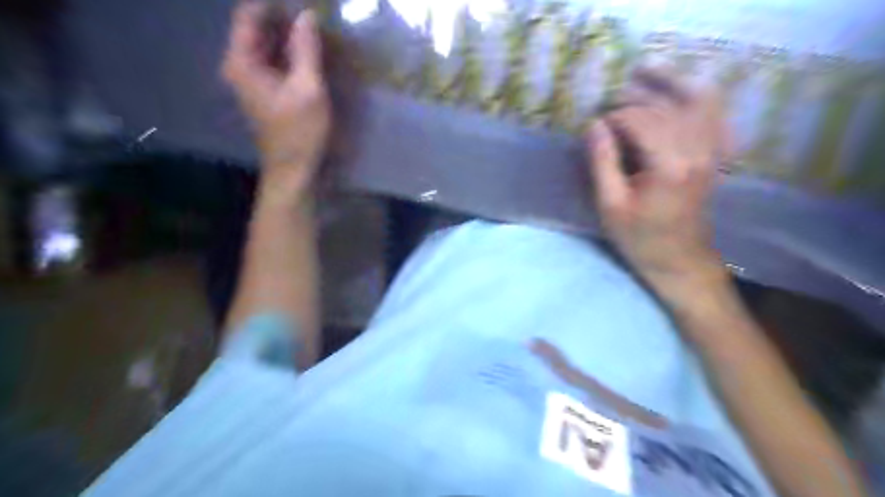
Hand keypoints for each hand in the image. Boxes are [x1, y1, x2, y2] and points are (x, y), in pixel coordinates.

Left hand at [224, 2, 328, 201]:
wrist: (293, 169)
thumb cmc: (300, 132)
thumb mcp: (308, 88)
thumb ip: (306, 50)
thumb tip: (307, 15)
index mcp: (242, 62)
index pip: (248, 15)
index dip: (272, 3)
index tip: (301, 3)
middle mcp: (239, 66)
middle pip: (256, 29)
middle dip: (282, 18)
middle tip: (311, 16)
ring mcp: (250, 80)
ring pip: (266, 45)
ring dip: (287, 36)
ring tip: (313, 30)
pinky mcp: (264, 91)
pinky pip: (273, 62)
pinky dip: (288, 54)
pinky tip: (309, 54)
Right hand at [587, 70, 732, 293]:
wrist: (679, 260)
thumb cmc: (639, 238)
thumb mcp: (610, 205)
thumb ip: (602, 162)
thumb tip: (594, 126)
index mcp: (668, 165)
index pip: (640, 121)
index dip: (613, 118)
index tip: (594, 126)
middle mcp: (697, 150)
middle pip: (666, 107)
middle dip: (634, 99)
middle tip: (609, 104)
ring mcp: (711, 151)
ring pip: (697, 101)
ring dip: (670, 84)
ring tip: (646, 71)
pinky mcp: (715, 155)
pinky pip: (714, 115)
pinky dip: (698, 99)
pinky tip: (682, 95)